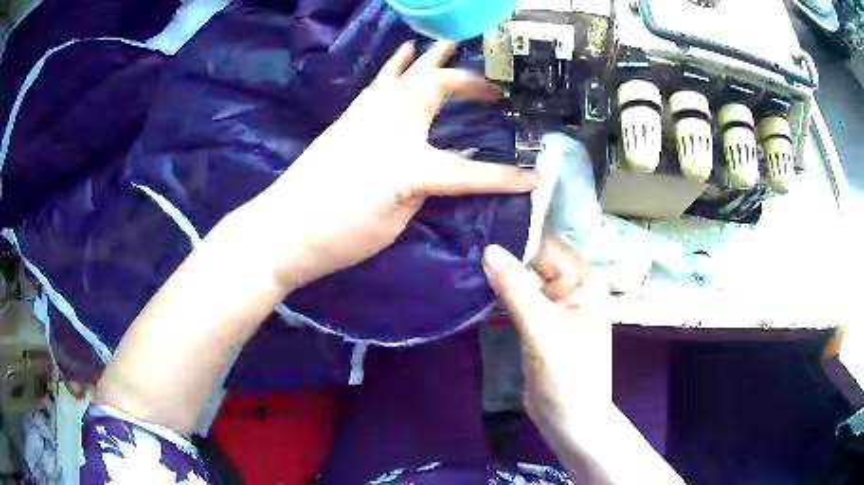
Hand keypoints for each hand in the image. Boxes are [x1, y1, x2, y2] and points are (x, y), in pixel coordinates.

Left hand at [241, 40, 538, 290]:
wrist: (284, 228)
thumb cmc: (341, 233)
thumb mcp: (395, 219)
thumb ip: (424, 187)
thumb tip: (441, 165)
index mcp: (411, 162)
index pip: (471, 172)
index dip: (505, 177)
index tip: (534, 177)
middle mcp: (392, 124)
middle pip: (438, 88)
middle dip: (470, 83)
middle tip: (493, 88)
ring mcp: (367, 113)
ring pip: (408, 73)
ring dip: (433, 58)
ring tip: (450, 43)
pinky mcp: (350, 114)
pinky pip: (383, 80)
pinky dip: (398, 64)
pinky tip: (404, 53)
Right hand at [482, 239, 611, 425]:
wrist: (568, 419)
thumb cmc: (566, 372)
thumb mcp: (541, 327)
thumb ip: (515, 288)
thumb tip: (488, 249)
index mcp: (584, 282)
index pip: (548, 248)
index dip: (518, 240)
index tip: (481, 232)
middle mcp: (572, 290)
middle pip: (535, 265)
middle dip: (505, 261)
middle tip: (466, 250)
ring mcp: (555, 309)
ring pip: (525, 285)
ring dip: (501, 281)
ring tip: (465, 268)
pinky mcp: (540, 327)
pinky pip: (520, 304)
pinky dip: (502, 301)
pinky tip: (477, 296)